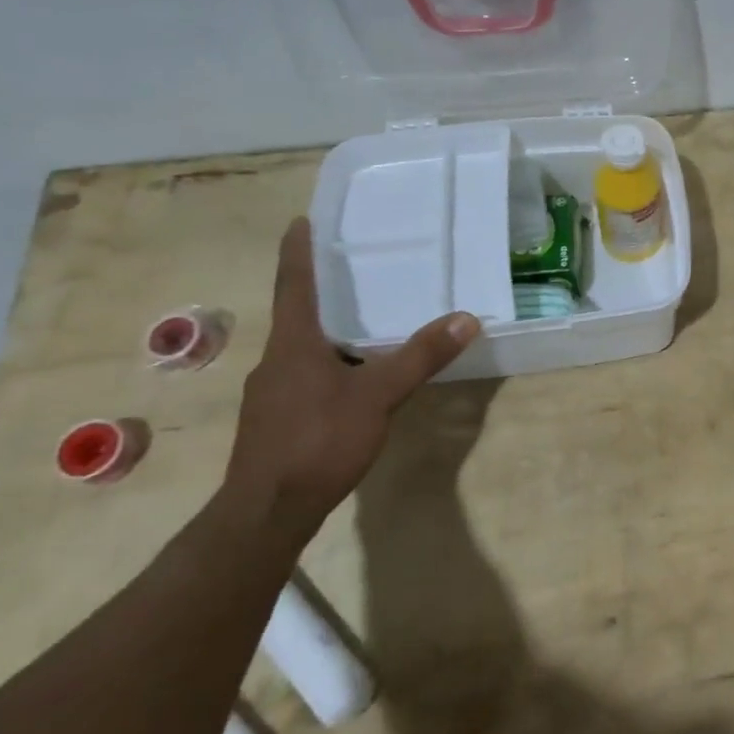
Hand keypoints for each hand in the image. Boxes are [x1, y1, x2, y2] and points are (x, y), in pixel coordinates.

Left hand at [223, 218, 478, 537]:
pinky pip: (305, 376)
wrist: (267, 512)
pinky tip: (354, 380)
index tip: (300, 221)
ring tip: (363, 323)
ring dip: (328, 332)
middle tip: (353, 270)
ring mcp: (272, 393)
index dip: (298, 251)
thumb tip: (466, 318)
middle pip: (298, 315)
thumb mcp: (378, 395)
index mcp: (294, 343)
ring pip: (303, 349)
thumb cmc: (318, 441)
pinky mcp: (275, 419)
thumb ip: (421, 357)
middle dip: (322, 291)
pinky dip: (329, 364)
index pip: (294, 284)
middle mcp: (276, 360)